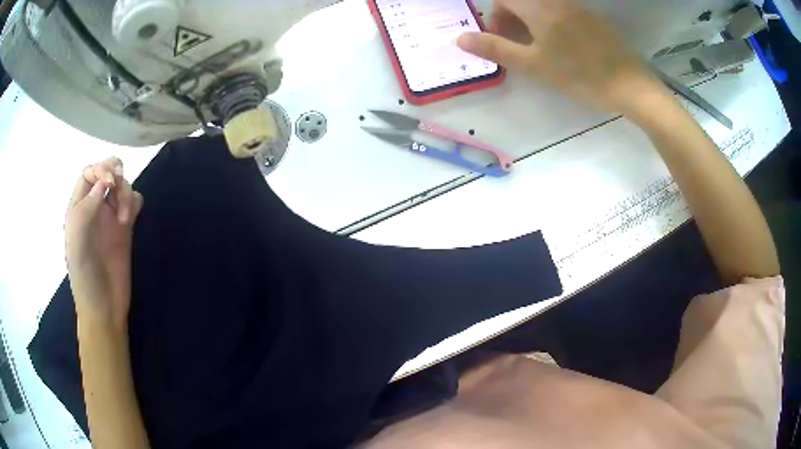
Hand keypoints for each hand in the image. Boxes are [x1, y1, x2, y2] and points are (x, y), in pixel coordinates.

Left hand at [65, 158, 143, 329]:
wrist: (104, 308)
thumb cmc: (85, 278)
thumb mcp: (76, 244)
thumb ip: (85, 210)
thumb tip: (104, 183)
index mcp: (78, 209)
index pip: (89, 174)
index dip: (100, 170)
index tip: (108, 184)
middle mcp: (94, 209)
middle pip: (107, 173)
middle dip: (115, 173)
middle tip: (118, 187)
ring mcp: (110, 218)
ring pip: (122, 186)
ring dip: (125, 193)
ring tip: (124, 219)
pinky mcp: (126, 229)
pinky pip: (134, 203)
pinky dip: (134, 203)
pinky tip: (131, 218)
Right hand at [457, 0, 662, 113]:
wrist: (628, 84)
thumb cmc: (579, 75)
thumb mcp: (533, 65)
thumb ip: (495, 49)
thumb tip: (460, 39)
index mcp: (537, 7)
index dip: (496, 15)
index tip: (500, 37)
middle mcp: (555, 0)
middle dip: (511, 16)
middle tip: (516, 43)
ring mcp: (574, 5)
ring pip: (539, 3)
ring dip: (529, 19)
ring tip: (537, 46)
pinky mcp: (588, 15)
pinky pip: (558, 8)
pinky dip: (548, 19)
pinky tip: (559, 43)